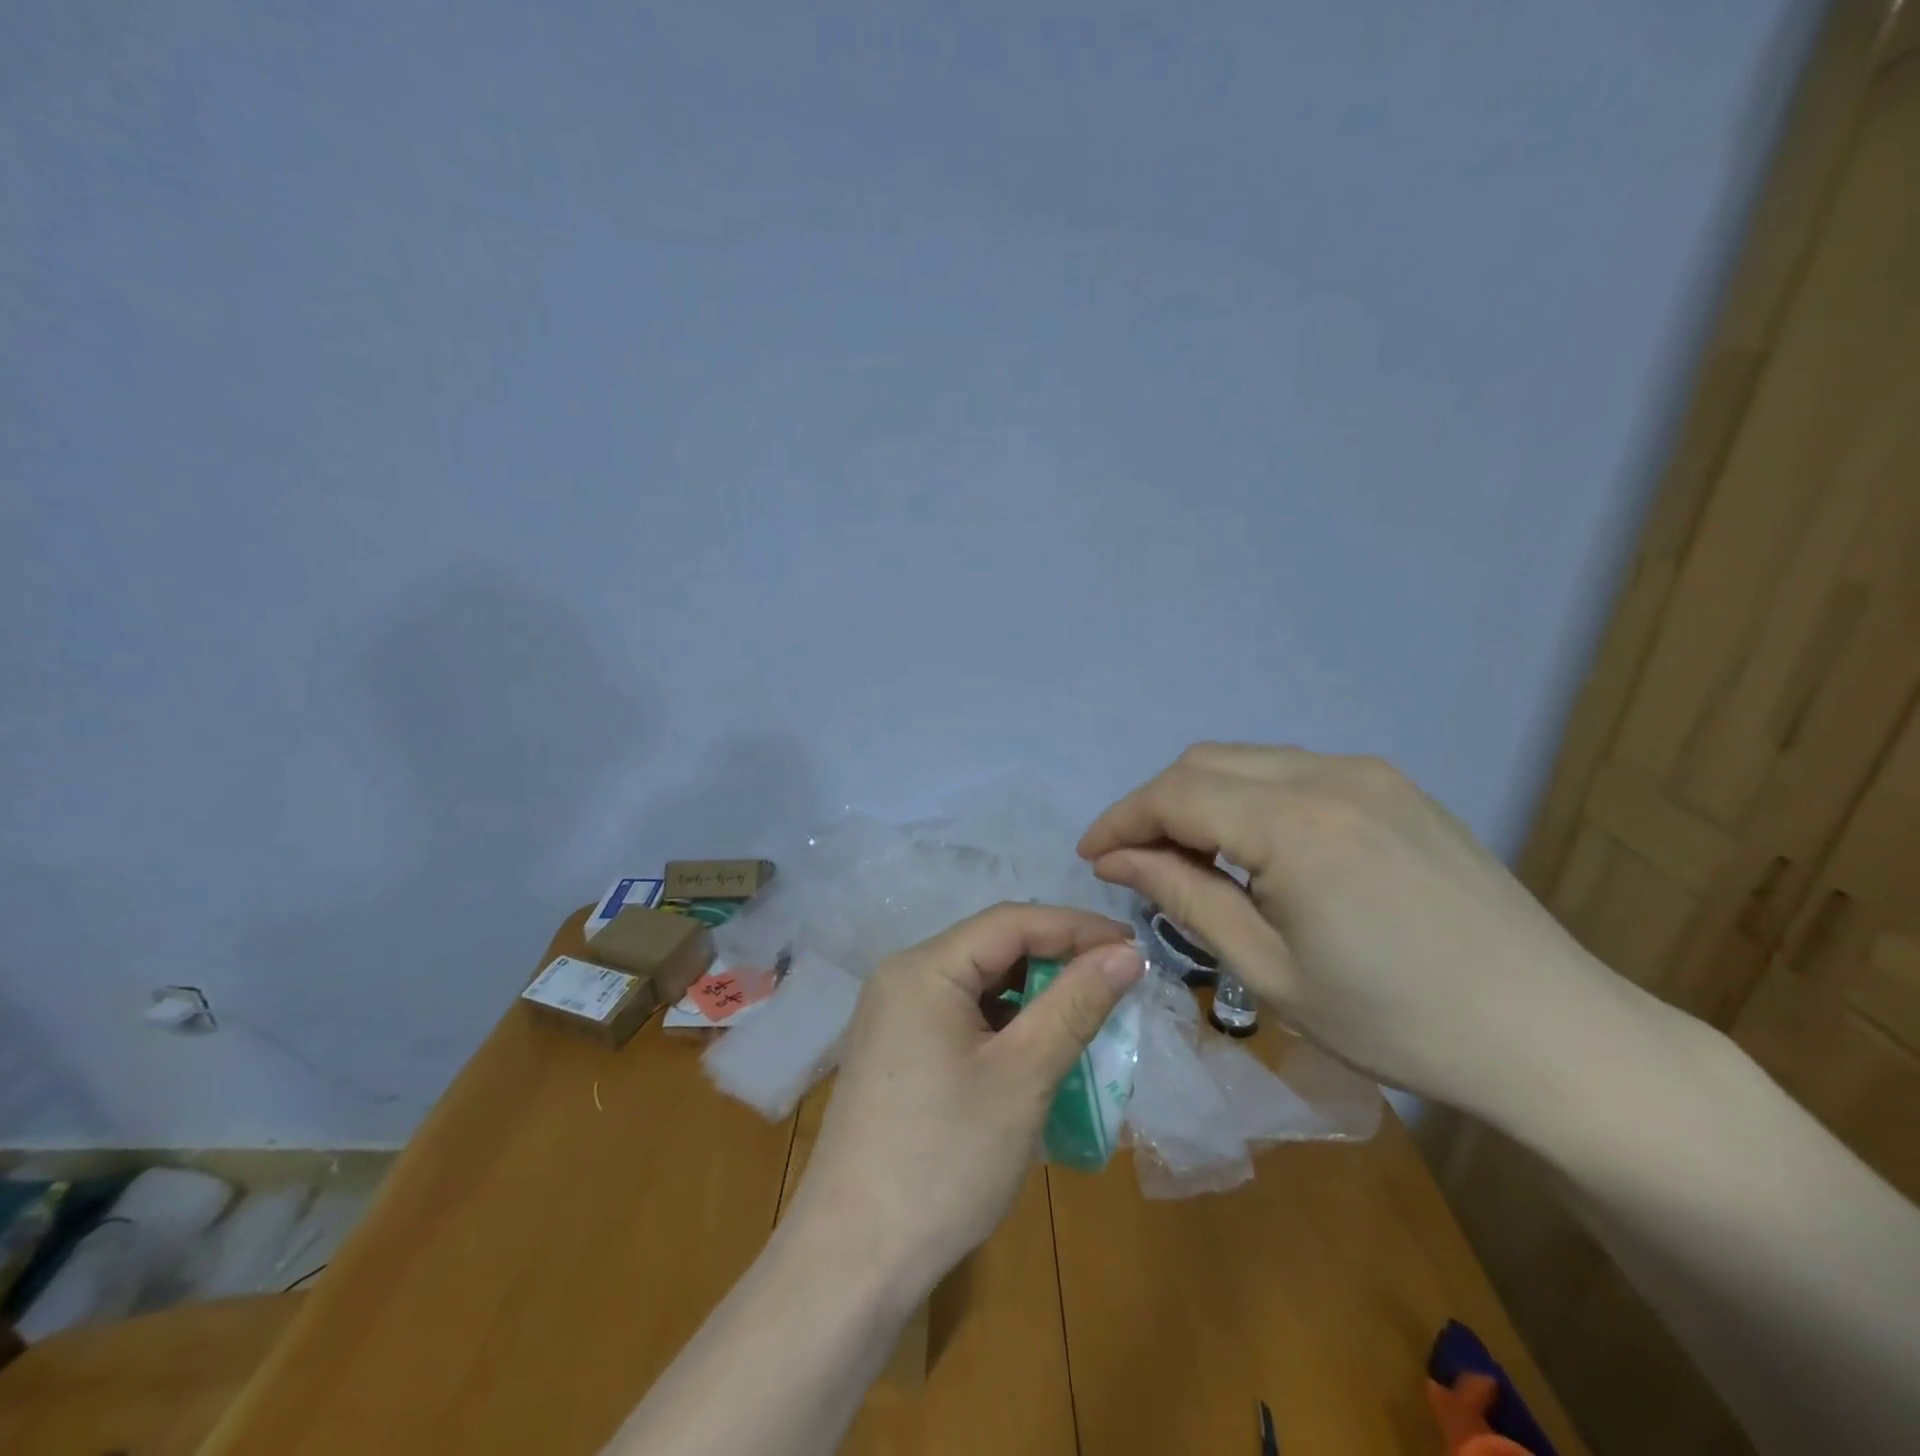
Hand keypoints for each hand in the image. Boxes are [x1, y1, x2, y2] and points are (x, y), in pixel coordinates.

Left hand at [783, 903, 1142, 1303]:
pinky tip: (1035, 1052)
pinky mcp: (897, 1051)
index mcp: (924, 968)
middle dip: (1057, 960)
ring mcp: (894, 1016)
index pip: (1011, 922)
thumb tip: (1125, 953)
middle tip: (1116, 984)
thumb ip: (1075, 1005)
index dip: (1076, 927)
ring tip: (1086, 1017)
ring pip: (978, 984)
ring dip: (1033, 995)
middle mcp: (902, 977)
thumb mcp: (1023, 1077)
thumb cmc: (944, 1159)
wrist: (853, 1259)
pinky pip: (960, 1016)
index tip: (1134, 947)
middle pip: (992, 948)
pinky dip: (1004, 1024)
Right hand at [1078, 744, 1645, 1120]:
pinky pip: (1294, 771)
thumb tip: (1117, 860)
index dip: (1121, 821)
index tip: (1091, 857)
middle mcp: (1329, 775)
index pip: (1174, 796)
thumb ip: (1184, 898)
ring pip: (1248, 761)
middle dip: (1155, 806)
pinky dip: (1250, 798)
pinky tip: (1256, 850)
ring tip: (1190, 860)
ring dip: (1201, 799)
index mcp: (1295, 824)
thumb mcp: (1268, 971)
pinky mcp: (1396, 787)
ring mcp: (1370, 774)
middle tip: (1135, 863)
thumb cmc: (1396, 1022)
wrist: (1552, 1036)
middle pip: (1204, 764)